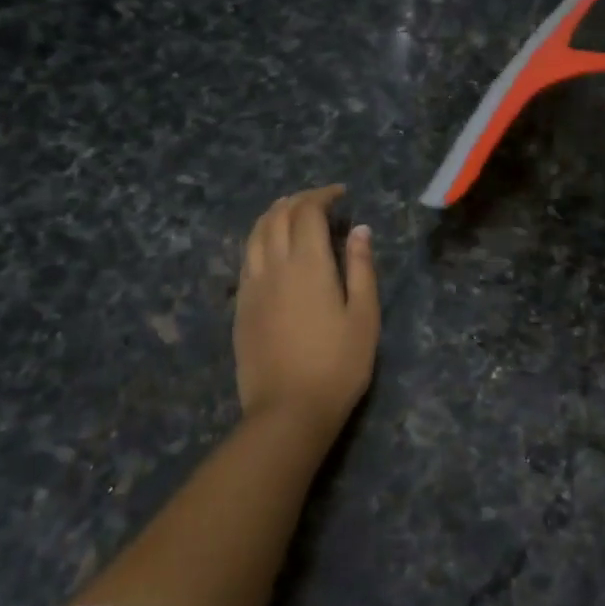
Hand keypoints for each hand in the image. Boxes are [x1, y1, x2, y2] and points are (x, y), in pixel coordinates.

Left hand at [235, 185, 379, 434]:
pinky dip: (259, 239)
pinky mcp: (241, 306)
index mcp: (308, 264)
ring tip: (292, 213)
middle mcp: (273, 266)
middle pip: (277, 216)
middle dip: (298, 200)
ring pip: (255, 234)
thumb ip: (361, 268)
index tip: (341, 195)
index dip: (323, 196)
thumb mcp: (364, 316)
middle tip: (320, 201)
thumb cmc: (338, 364)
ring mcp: (251, 286)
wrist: (288, 410)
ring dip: (273, 214)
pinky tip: (271, 248)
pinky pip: (246, 257)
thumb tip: (360, 229)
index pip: (307, 212)